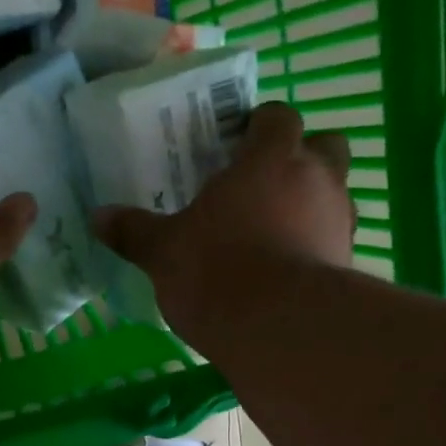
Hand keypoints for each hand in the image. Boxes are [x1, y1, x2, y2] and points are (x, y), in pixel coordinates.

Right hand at [93, 101, 353, 334]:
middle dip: (301, 156)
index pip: (277, 117)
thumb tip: (98, 216)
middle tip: (264, 183)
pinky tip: (286, 271)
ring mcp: (338, 220)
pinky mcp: (347, 263)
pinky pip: (333, 240)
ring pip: (335, 194)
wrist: (277, 328)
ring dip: (311, 203)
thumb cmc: (216, 270)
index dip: (259, 126)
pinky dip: (314, 246)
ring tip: (274, 232)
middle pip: (325, 145)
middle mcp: (316, 178)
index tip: (236, 145)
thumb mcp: (163, 252)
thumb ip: (134, 231)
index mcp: (270, 159)